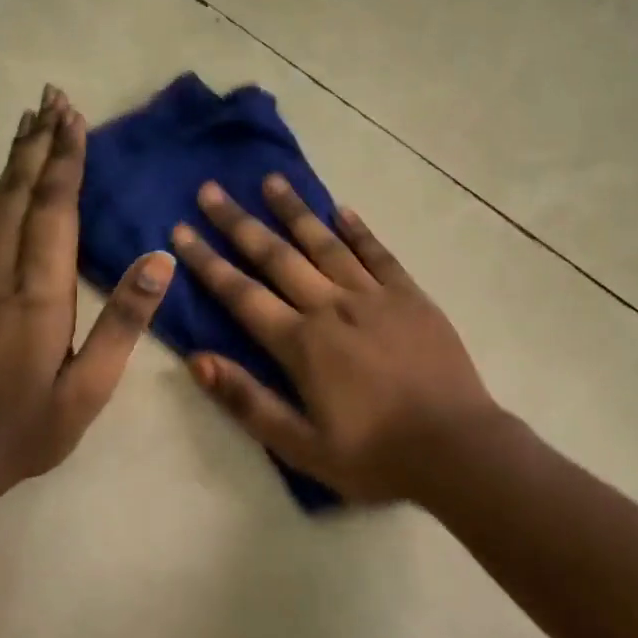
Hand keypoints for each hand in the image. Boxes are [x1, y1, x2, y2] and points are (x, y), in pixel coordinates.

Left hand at [0, 86, 175, 490]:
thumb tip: (160, 261)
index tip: (74, 119)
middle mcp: (0, 276)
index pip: (54, 213)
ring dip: (12, 160)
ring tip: (27, 120)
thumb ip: (124, 322)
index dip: (66, 164)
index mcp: (39, 296)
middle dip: (40, 145)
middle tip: (52, 98)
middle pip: (21, 196)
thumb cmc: (30, 427)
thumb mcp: (91, 387)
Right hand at [172, 175, 499, 504]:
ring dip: (295, 211)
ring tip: (271, 181)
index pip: (242, 295)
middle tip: (211, 190)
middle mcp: (333, 307)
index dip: (208, 262)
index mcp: (303, 344)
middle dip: (240, 223)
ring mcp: (375, 297)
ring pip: (326, 244)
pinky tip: (341, 210)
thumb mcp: (302, 447)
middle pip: (278, 257)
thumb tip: (198, 360)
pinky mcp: (411, 296)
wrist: (456, 448)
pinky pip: (379, 254)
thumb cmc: (376, 456)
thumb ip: (249, 402)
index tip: (180, 230)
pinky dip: (358, 231)